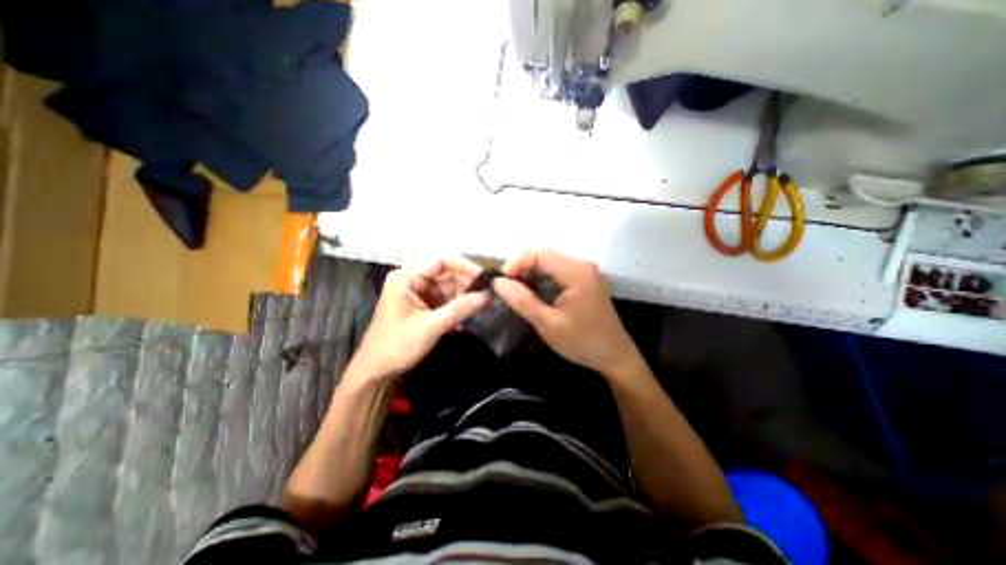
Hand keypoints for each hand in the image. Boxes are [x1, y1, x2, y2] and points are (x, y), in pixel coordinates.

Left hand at [349, 259, 488, 385]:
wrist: (376, 370)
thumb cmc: (397, 345)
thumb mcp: (430, 326)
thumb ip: (459, 309)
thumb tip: (487, 296)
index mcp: (407, 277)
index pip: (441, 261)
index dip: (465, 267)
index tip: (484, 278)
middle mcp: (413, 279)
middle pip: (447, 273)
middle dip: (467, 284)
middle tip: (488, 295)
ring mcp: (419, 292)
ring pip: (449, 286)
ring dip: (465, 296)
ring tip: (483, 305)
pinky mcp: (423, 304)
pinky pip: (445, 299)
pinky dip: (458, 306)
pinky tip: (470, 314)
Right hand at [492, 250, 639, 377]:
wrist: (615, 357)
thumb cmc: (582, 342)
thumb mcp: (548, 324)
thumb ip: (522, 301)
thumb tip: (498, 282)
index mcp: (576, 272)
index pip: (539, 253)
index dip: (516, 263)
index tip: (501, 283)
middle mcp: (583, 265)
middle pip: (545, 255)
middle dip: (522, 269)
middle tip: (507, 289)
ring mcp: (586, 272)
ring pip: (550, 263)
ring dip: (531, 274)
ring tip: (517, 292)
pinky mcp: (586, 280)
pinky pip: (558, 272)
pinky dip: (543, 279)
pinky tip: (534, 294)